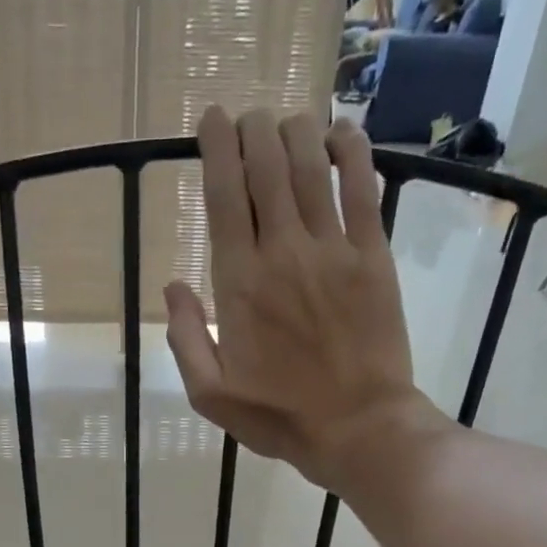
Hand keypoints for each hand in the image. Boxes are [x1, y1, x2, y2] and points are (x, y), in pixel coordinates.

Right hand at [164, 107, 441, 492]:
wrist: (358, 427)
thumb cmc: (279, 417)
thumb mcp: (211, 395)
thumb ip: (185, 339)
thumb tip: (172, 287)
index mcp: (239, 284)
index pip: (224, 196)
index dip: (216, 148)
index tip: (211, 120)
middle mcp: (283, 252)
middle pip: (267, 167)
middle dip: (254, 130)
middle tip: (248, 119)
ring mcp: (333, 250)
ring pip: (312, 167)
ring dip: (296, 132)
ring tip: (287, 122)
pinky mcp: (373, 257)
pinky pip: (363, 188)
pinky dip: (353, 152)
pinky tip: (342, 133)